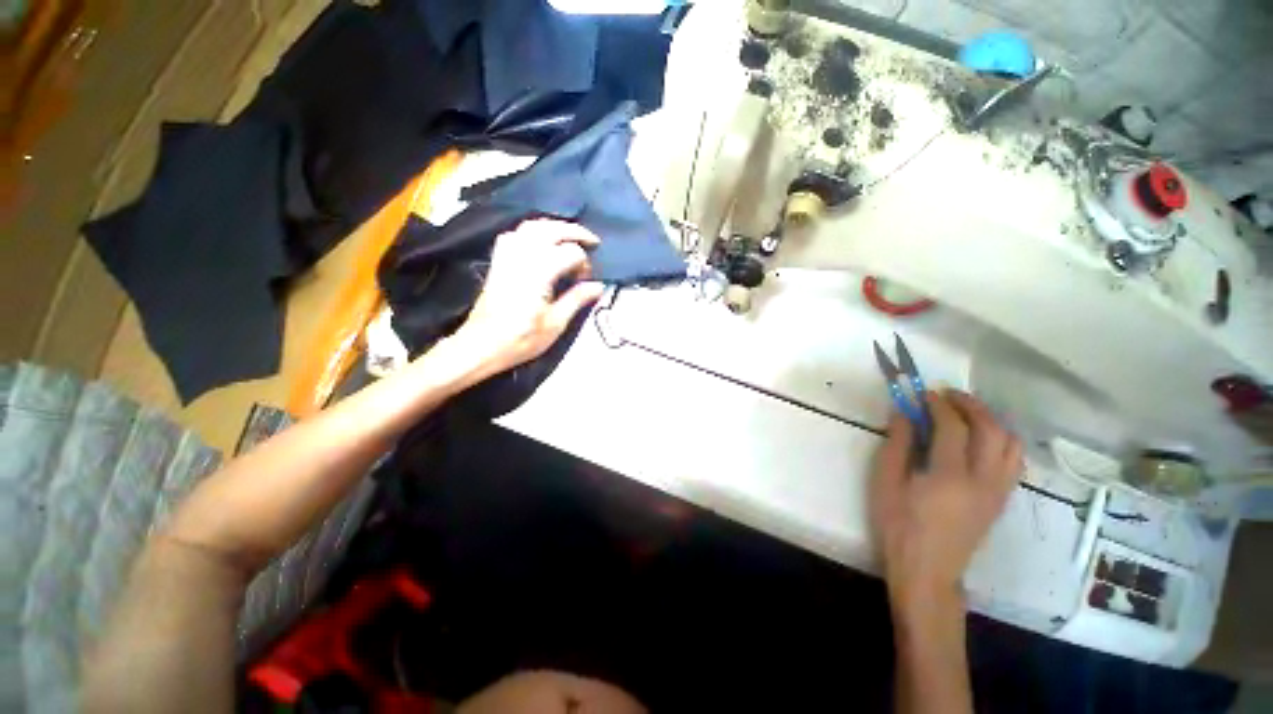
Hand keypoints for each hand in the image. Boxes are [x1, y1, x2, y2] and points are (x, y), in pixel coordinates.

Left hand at [450, 218, 604, 377]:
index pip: (569, 253)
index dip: (583, 263)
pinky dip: (531, 232)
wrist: (481, 345)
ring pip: (531, 227)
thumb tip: (599, 286)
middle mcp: (522, 258)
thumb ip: (577, 299)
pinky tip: (540, 242)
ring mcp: (506, 257)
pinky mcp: (498, 261)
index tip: (586, 280)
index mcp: (538, 274)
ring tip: (569, 237)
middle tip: (592, 240)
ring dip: (554, 227)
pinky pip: (515, 234)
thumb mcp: (555, 324)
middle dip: (574, 231)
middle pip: (551, 230)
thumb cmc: (520, 339)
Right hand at [870, 390, 1022, 613]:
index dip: (939, 404)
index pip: (953, 427)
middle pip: (992, 430)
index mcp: (949, 476)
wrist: (927, 570)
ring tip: (967, 414)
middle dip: (971, 405)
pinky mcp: (1001, 501)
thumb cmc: (898, 525)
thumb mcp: (885, 482)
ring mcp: (998, 492)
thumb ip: (896, 444)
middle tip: (948, 395)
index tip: (924, 393)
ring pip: (1011, 445)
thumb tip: (903, 413)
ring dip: (992, 421)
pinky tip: (980, 440)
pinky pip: (1013, 462)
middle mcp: (983, 481)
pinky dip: (1001, 441)